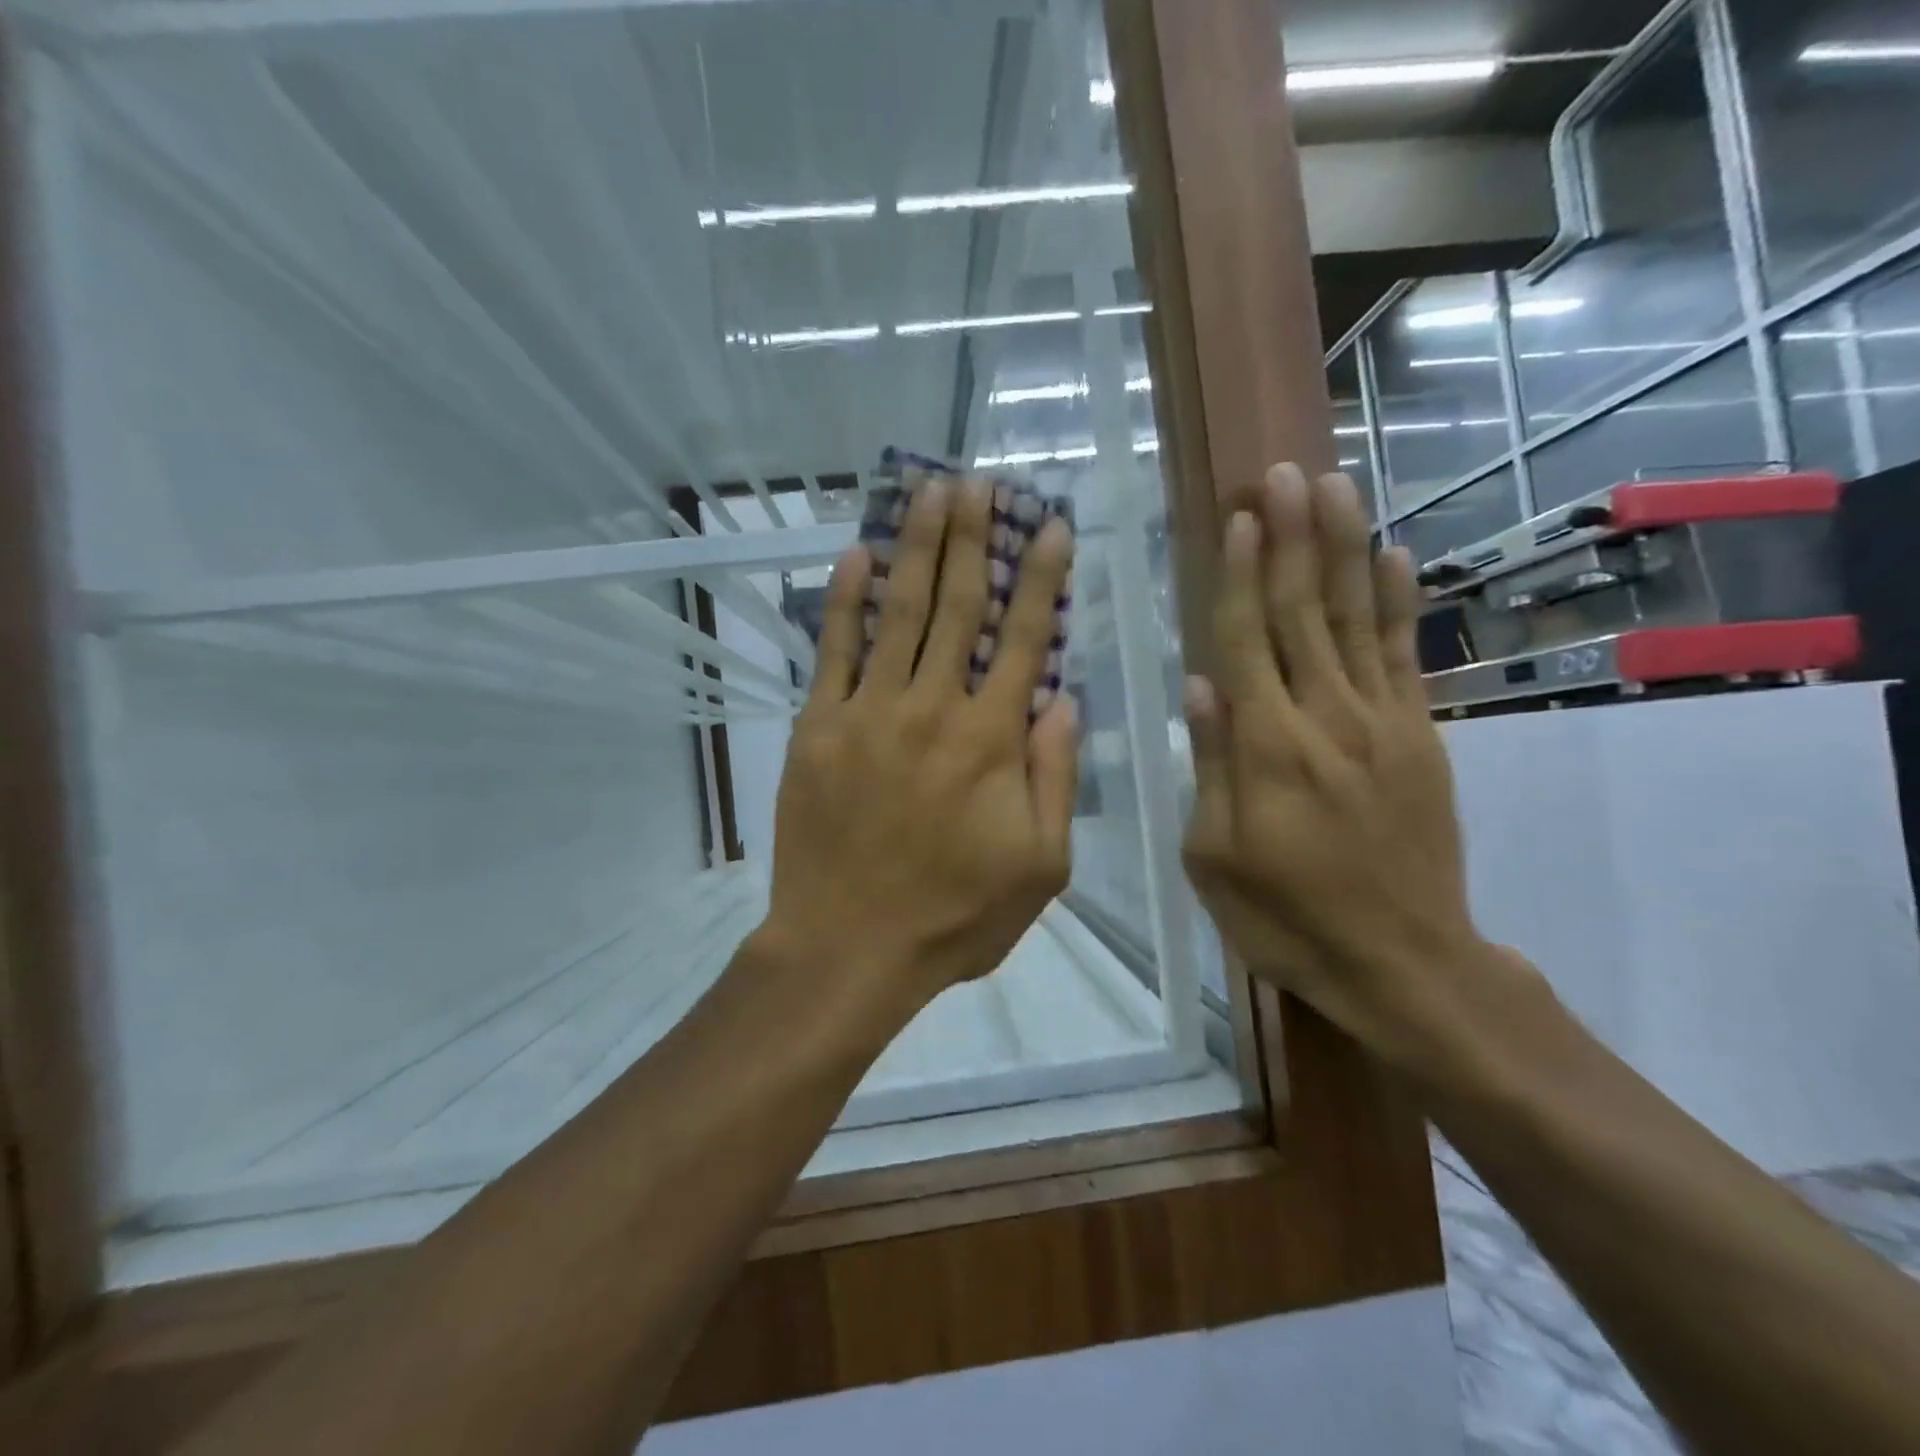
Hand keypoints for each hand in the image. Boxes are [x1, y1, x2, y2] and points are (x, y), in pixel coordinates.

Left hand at [756, 476, 1078, 1009]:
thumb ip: (1055, 778)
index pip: (1024, 639)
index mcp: (992, 741)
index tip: (1048, 525)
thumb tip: (1062, 700)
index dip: (1039, 577)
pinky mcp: (818, 726)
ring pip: (900, 612)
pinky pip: (834, 650)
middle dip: (972, 538)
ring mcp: (869, 712)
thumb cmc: (955, 915)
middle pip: (958, 606)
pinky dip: (844, 599)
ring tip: (929, 492)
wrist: (850, 946)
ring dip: (917, 547)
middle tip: (980, 481)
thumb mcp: (1040, 866)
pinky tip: (855, 554)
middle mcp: (934, 709)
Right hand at [1181, 464, 1514, 1074]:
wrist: (1403, 962)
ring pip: (1354, 619)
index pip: (1247, 640)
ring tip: (1333, 486)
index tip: (1238, 517)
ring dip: (1342, 548)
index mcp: (1267, 747)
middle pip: (1301, 612)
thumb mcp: (1214, 857)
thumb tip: (1199, 684)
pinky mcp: (1420, 737)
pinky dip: (1397, 603)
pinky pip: (1405, 656)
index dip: (1239, 575)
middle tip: (1284, 473)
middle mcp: (1325, 718)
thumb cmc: (1286, 917)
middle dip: (1291, 537)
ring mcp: (1382, 722)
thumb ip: (1211, 764)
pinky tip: (1393, 556)